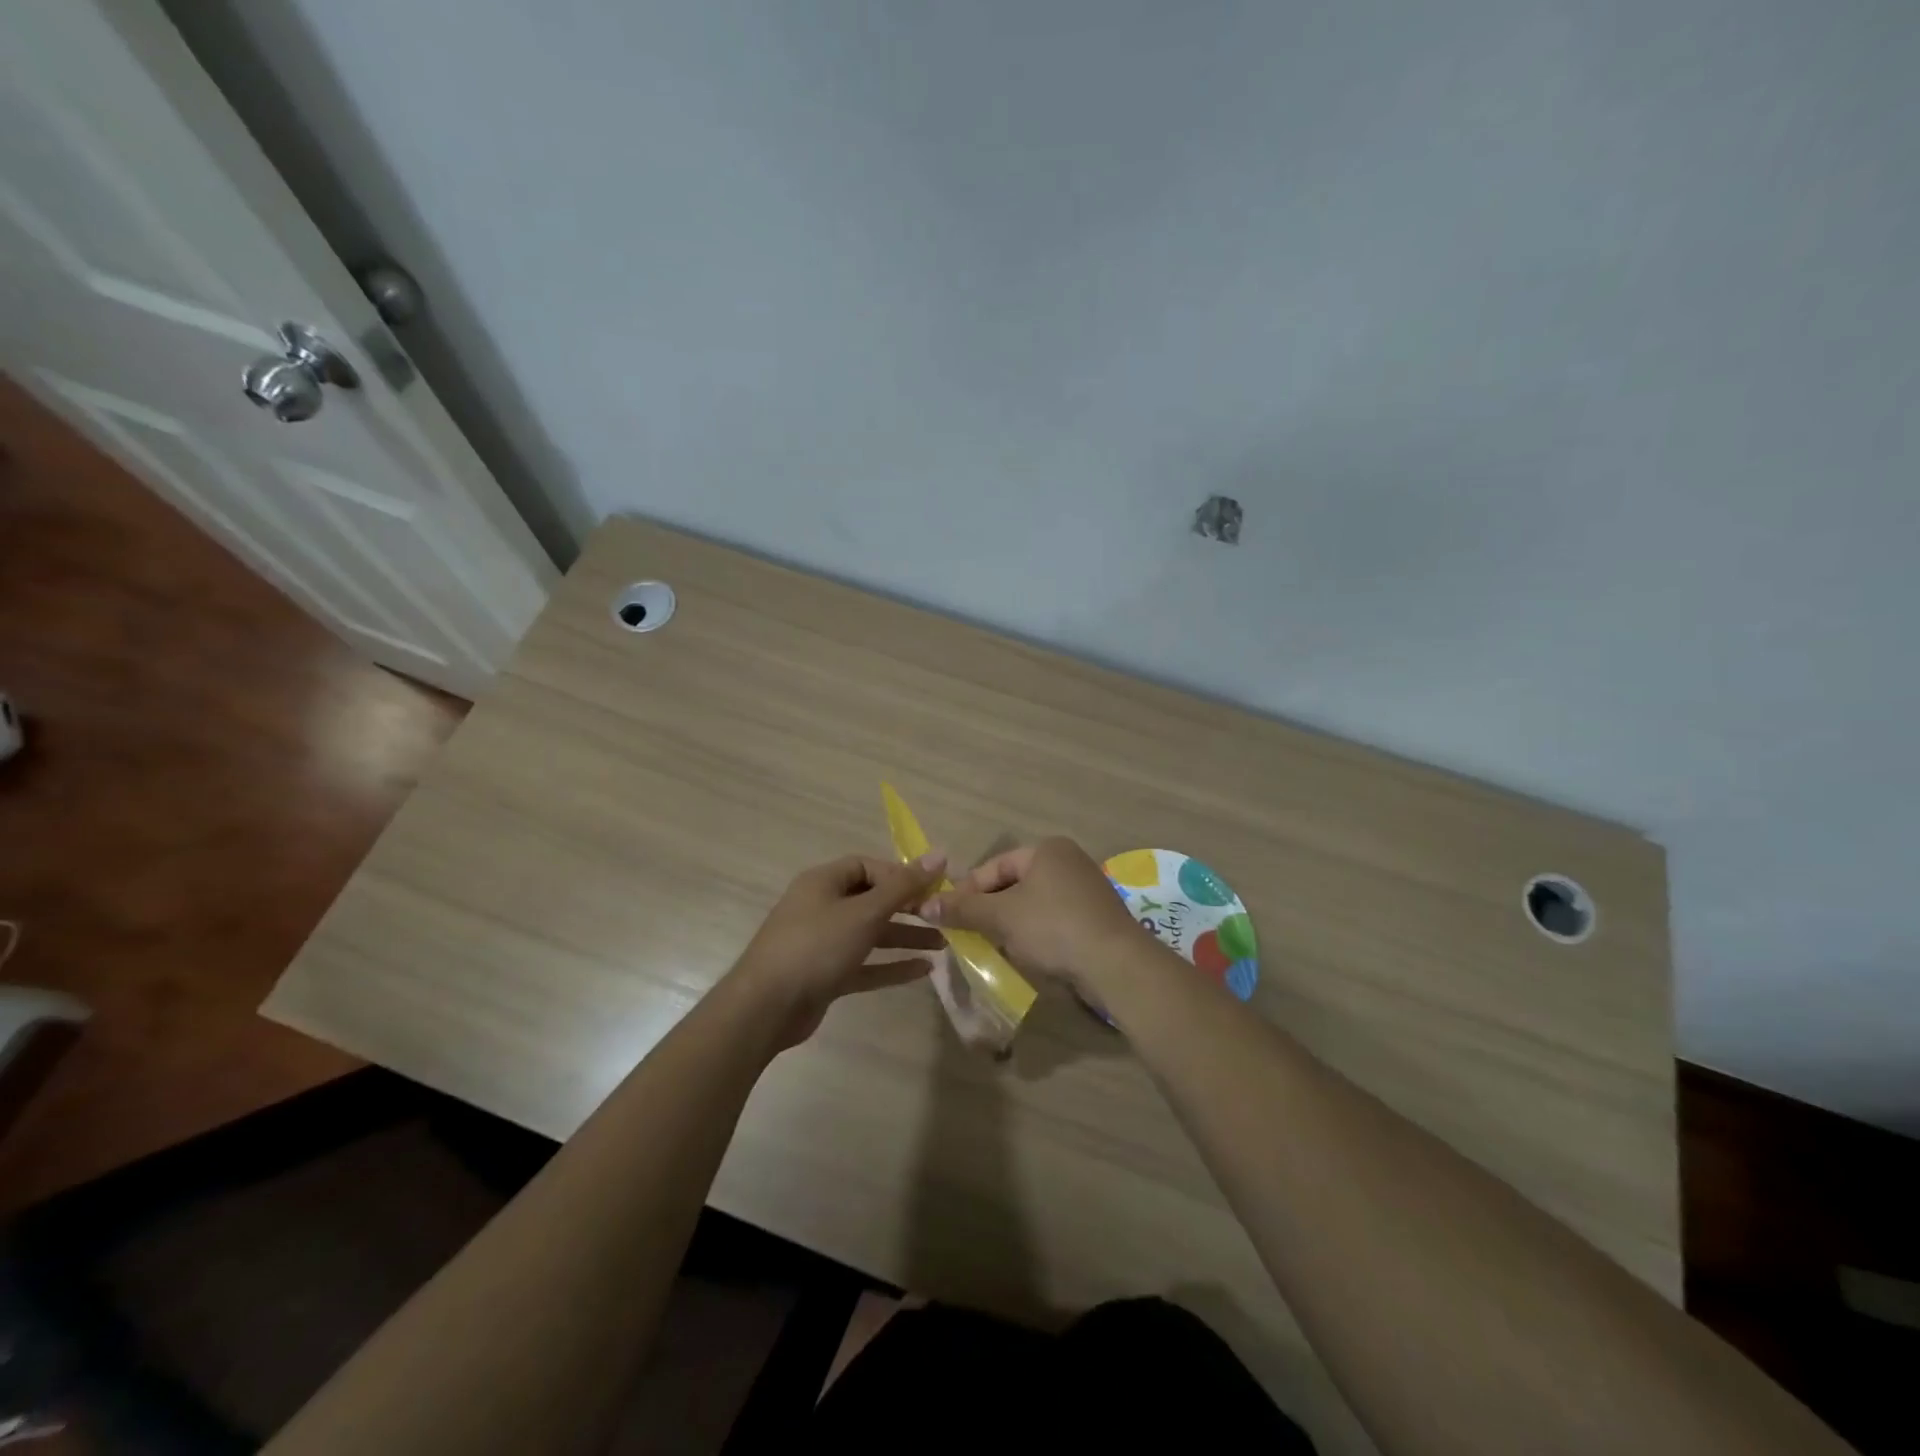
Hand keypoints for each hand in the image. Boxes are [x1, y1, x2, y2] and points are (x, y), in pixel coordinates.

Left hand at [728, 851, 948, 1047]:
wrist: (766, 1008)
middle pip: (872, 900)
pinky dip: (891, 966)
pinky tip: (923, 970)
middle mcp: (822, 907)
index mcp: (823, 882)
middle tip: (943, 916)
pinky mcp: (826, 975)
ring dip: (905, 937)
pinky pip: (865, 964)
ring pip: (871, 934)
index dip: (900, 875)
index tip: (932, 888)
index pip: (868, 867)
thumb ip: (903, 886)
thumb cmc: (816, 947)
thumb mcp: (864, 912)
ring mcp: (823, 943)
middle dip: (908, 908)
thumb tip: (940, 854)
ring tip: (943, 943)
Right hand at [919, 837, 1144, 997]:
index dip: (967, 891)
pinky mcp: (1096, 916)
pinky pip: (1054, 918)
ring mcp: (1086, 888)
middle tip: (969, 933)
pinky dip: (1036, 933)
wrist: (1116, 963)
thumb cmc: (1053, 927)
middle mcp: (1068, 860)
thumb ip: (963, 909)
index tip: (948, 916)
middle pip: (1014, 883)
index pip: (994, 866)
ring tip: (994, 946)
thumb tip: (924, 905)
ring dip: (1011, 923)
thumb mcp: (1001, 917)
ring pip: (1033, 903)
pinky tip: (1028, 953)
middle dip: (990, 909)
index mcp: (1046, 849)